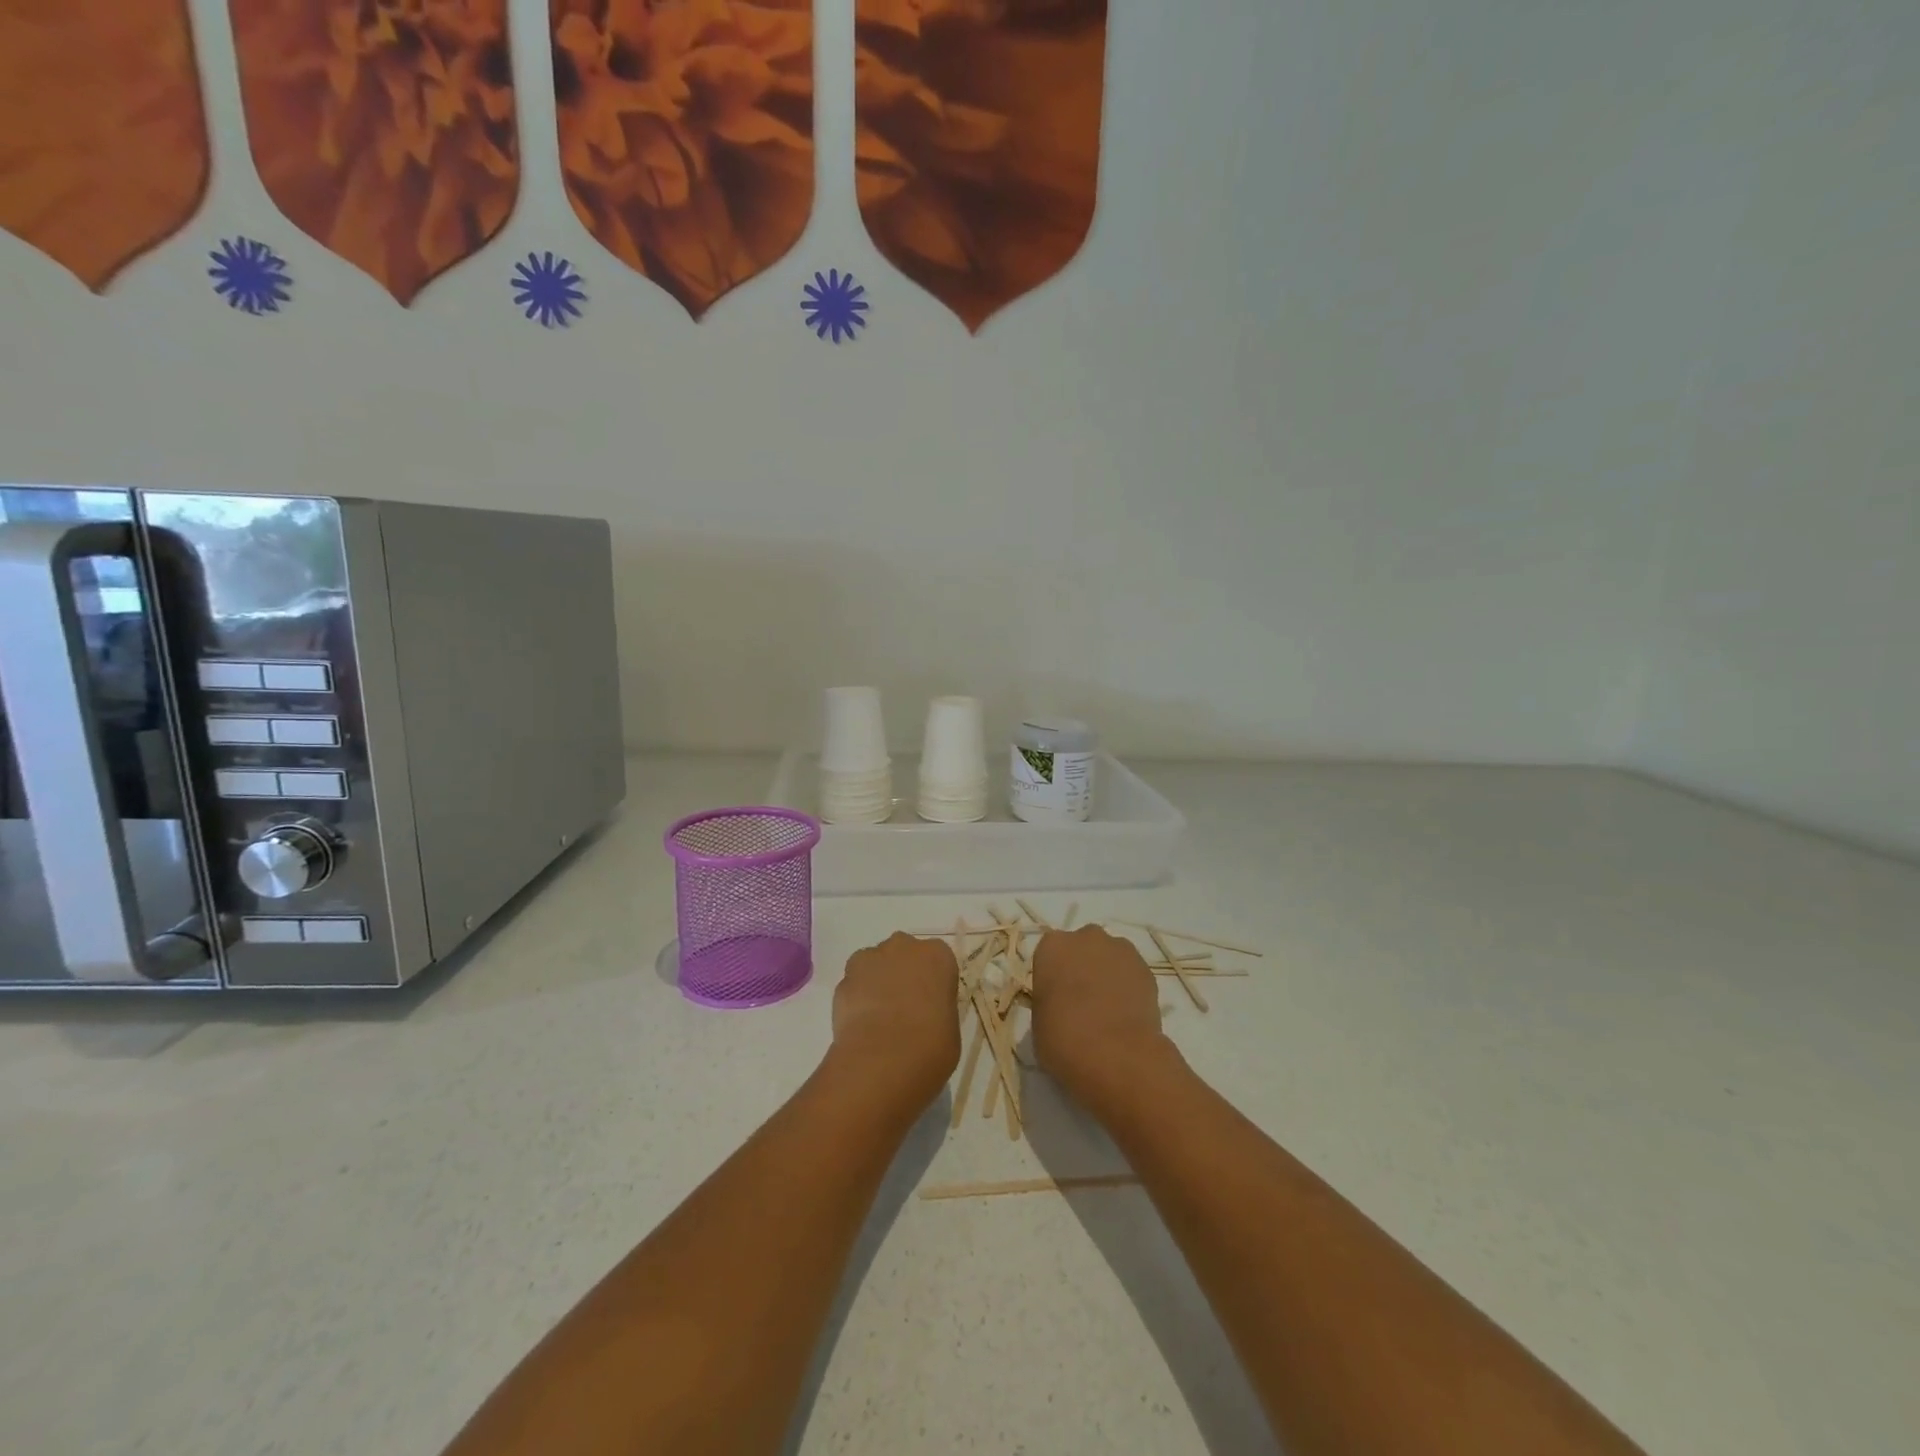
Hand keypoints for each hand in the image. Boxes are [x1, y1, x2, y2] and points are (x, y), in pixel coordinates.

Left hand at [830, 933, 961, 1104]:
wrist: (883, 1061)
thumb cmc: (930, 1046)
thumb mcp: (950, 1028)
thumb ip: (937, 1009)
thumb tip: (925, 1014)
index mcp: (937, 956)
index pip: (938, 961)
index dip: (933, 982)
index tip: (931, 1005)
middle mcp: (903, 947)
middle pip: (903, 954)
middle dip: (903, 973)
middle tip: (905, 1008)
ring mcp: (869, 960)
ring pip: (874, 965)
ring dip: (877, 982)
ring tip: (879, 1019)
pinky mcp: (843, 980)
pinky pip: (854, 986)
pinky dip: (856, 1000)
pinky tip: (861, 1027)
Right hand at [1031, 925, 1175, 1109]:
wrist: (1116, 1054)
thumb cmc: (1064, 1039)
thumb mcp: (1039, 1022)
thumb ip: (1048, 1002)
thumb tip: (1060, 1006)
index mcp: (1052, 946)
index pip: (1050, 954)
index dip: (1053, 977)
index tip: (1056, 999)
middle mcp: (1086, 938)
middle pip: (1082, 948)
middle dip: (1082, 967)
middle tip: (1081, 1002)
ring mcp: (1120, 950)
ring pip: (1110, 957)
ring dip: (1107, 974)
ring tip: (1108, 1010)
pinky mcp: (1146, 968)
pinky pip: (1131, 974)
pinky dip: (1129, 988)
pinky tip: (1127, 1015)